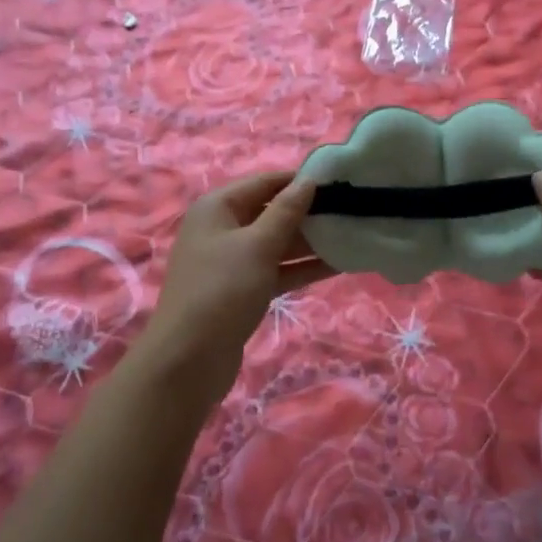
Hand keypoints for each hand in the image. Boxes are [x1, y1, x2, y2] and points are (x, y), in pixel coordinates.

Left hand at [133, 171, 333, 405]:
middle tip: (353, 210)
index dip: (299, 180)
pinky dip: (302, 267)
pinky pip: (277, 269)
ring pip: (277, 243)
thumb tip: (308, 180)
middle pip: (272, 212)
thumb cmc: (221, 290)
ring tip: (353, 235)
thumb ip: (286, 212)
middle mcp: (223, 229)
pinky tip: (338, 265)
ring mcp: (232, 262)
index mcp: (218, 207)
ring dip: (311, 242)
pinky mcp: (242, 290)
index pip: (265, 182)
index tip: (340, 181)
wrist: (188, 361)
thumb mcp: (258, 245)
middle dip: (309, 212)